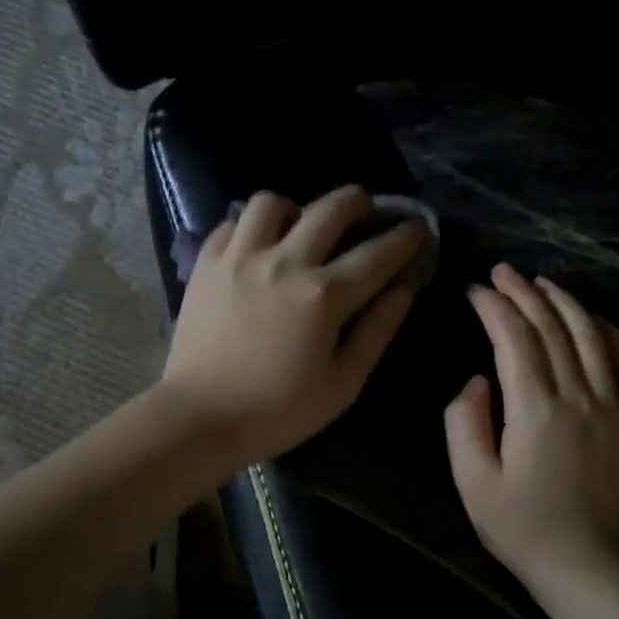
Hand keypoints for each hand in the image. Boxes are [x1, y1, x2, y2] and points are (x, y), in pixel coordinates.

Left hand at [159, 186, 426, 466]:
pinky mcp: (206, 264)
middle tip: (365, 208)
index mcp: (323, 295)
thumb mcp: (342, 384)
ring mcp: (240, 257)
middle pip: (329, 209)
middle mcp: (284, 262)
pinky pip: (232, 223)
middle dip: (357, 201)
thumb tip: (404, 289)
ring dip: (296, 208)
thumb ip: (377, 331)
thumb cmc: (278, 411)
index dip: (405, 238)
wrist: (200, 417)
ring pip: (272, 202)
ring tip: (300, 227)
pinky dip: (251, 227)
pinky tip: (257, 247)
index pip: (377, 254)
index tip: (418, 229)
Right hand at [445, 264, 618, 596]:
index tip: (474, 290)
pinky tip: (598, 322)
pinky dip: (614, 334)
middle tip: (503, 272)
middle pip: (553, 329)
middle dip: (525, 294)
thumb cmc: (522, 527)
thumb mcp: (472, 480)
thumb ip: (464, 422)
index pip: (514, 340)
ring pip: (593, 337)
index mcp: (535, 409)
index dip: (493, 308)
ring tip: (544, 283)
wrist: (588, 566)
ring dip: (567, 303)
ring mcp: (613, 406)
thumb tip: (477, 381)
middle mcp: (578, 395)